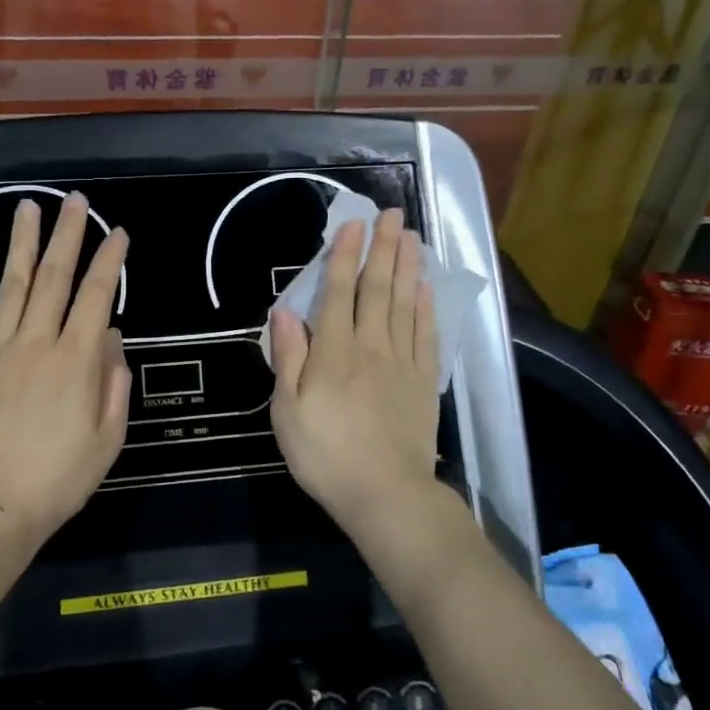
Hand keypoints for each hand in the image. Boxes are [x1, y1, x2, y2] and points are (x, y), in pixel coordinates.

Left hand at [0, 194, 131, 547]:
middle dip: (68, 234)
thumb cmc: (57, 480)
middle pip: (55, 278)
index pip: (97, 296)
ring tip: (28, 206)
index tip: (118, 233)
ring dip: (22, 244)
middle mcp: (36, 343)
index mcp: (76, 361)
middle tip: (75, 200)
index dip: (110, 260)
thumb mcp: (107, 440)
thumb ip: (114, 384)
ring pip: (11, 285)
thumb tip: (112, 337)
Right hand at [269, 208, 439, 539]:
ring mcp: (402, 363)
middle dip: (383, 248)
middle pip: (378, 288)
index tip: (354, 224)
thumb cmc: (325, 455)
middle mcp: (370, 346)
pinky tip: (426, 287)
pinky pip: (425, 334)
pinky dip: (425, 307)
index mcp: (333, 352)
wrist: (386, 495)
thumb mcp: (287, 411)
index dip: (345, 255)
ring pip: (404, 303)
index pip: (339, 292)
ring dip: (407, 267)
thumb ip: (288, 358)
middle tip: (392, 215)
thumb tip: (284, 311)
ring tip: (412, 236)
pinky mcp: (423, 382)